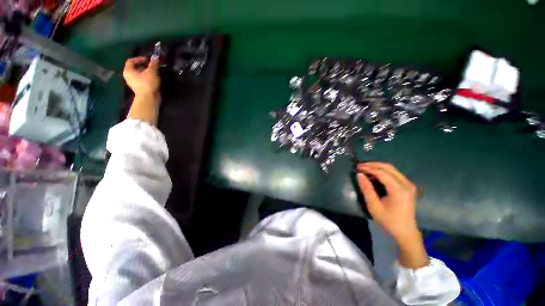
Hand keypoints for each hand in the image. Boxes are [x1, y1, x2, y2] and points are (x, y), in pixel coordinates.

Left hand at [123, 57, 160, 124]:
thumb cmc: (148, 83)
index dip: (139, 58)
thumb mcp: (152, 71)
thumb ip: (153, 63)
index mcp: (128, 70)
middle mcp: (129, 76)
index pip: (131, 60)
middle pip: (135, 68)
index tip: (148, 59)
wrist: (149, 98)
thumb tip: (155, 56)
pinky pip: (142, 80)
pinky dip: (147, 78)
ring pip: (139, 74)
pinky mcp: (140, 88)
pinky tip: (154, 79)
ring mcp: (134, 83)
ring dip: (146, 72)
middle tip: (152, 65)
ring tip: (155, 72)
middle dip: (144, 65)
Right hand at [356, 162, 427, 267]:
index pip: (382, 173)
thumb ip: (366, 189)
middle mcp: (406, 184)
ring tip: (365, 168)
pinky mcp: (408, 186)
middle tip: (360, 166)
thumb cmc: (389, 220)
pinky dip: (383, 171)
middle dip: (373, 165)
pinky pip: (394, 173)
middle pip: (388, 167)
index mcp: (399, 190)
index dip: (368, 168)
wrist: (406, 232)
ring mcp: (409, 184)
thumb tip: (359, 175)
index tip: (357, 167)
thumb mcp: (374, 206)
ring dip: (377, 167)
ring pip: (392, 169)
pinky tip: (374, 174)